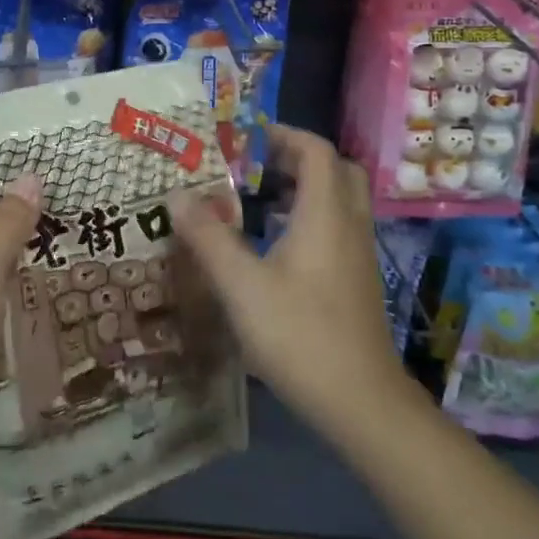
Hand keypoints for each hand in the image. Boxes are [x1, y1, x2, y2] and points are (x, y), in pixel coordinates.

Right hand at [167, 126, 411, 437]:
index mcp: (325, 214)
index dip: (283, 134)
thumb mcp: (241, 285)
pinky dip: (310, 218)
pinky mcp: (357, 281)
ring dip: (304, 189)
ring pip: (339, 201)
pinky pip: (338, 227)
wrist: (362, 403)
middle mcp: (349, 225)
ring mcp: (358, 255)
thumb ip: (208, 236)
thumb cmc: (300, 334)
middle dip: (297, 158)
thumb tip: (176, 194)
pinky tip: (276, 246)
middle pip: (336, 170)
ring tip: (258, 201)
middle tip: (256, 166)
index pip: (316, 150)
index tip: (246, 139)